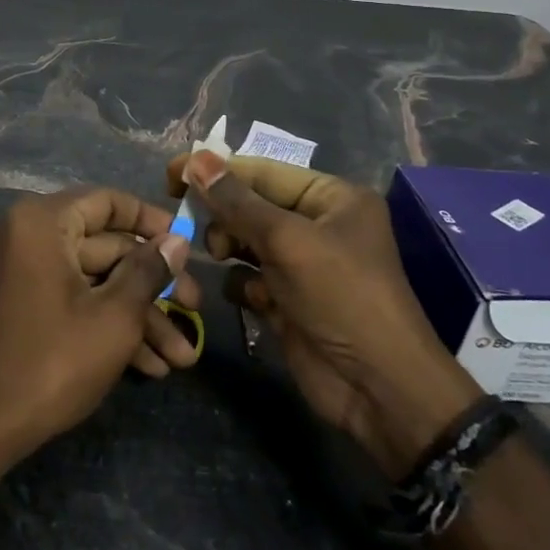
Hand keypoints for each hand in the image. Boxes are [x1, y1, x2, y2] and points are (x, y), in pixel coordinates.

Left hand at [0, 188, 198, 462]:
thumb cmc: (54, 360)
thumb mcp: (115, 316)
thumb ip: (149, 271)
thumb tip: (178, 240)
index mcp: (44, 222)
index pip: (108, 201)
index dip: (152, 221)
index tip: (188, 245)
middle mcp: (32, 236)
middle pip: (108, 247)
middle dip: (154, 287)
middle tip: (195, 312)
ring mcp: (30, 272)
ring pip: (98, 281)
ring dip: (140, 317)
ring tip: (182, 359)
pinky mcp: (31, 305)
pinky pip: (78, 300)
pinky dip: (110, 326)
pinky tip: (151, 366)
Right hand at [168, 152, 480, 476]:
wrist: (377, 390)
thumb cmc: (341, 297)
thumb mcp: (287, 241)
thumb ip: (236, 201)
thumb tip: (195, 159)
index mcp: (332, 197)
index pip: (262, 171)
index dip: (216, 170)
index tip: (171, 174)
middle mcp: (318, 224)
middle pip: (251, 204)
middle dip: (223, 214)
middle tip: (198, 226)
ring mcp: (303, 264)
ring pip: (245, 240)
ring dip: (227, 246)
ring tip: (220, 257)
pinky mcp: (288, 300)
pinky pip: (249, 277)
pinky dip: (241, 283)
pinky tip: (250, 298)